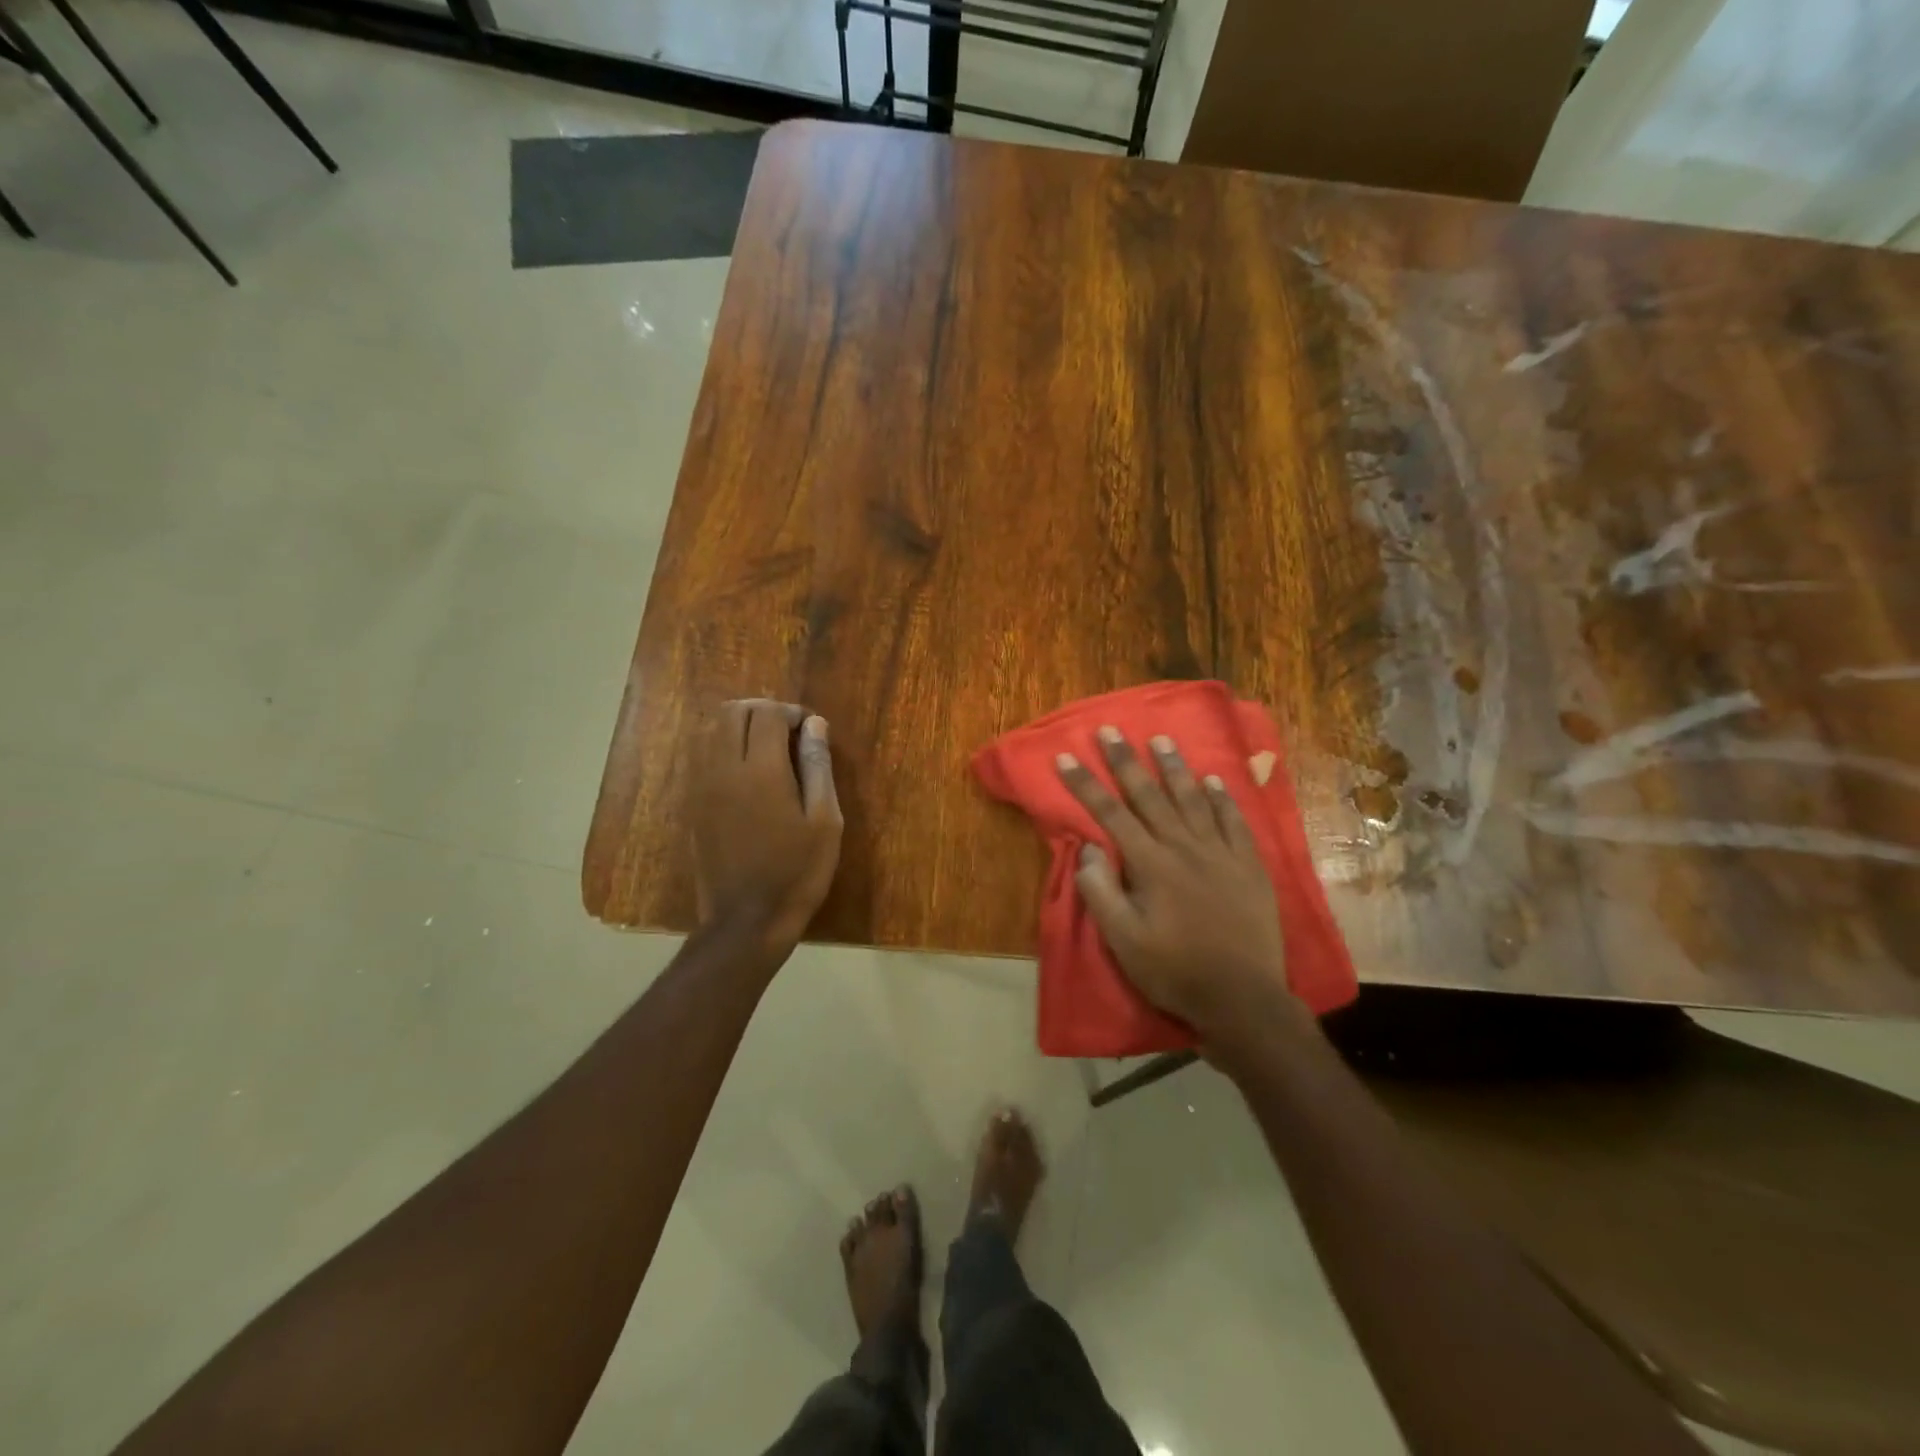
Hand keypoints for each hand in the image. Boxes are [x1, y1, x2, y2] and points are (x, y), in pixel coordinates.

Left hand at [691, 699, 842, 952]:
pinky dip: (727, 749)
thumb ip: (818, 766)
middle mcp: (724, 769)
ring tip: (771, 752)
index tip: (811, 730)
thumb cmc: (796, 873)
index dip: (791, 712)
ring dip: (742, 728)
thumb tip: (815, 724)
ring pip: (713, 731)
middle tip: (789, 734)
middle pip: (732, 712)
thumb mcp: (824, 821)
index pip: (767, 713)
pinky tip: (751, 776)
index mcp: (761, 771)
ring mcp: (702, 787)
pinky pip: (705, 757)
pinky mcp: (693, 805)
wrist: (746, 921)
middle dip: (763, 711)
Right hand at [1057, 727, 1298, 1043]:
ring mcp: (1220, 853)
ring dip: (1174, 768)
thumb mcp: (1123, 941)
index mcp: (1150, 864)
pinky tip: (1213, 781)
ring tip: (1161, 740)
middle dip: (1125, 761)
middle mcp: (1184, 847)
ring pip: (1193, 799)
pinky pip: (1234, 822)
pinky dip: (1222, 799)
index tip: (1066, 757)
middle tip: (1111, 730)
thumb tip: (1089, 848)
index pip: (1110, 814)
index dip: (1085, 785)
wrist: (1242, 998)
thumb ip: (1101, 892)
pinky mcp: (1248, 866)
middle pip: (1149, 796)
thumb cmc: (1174, 970)